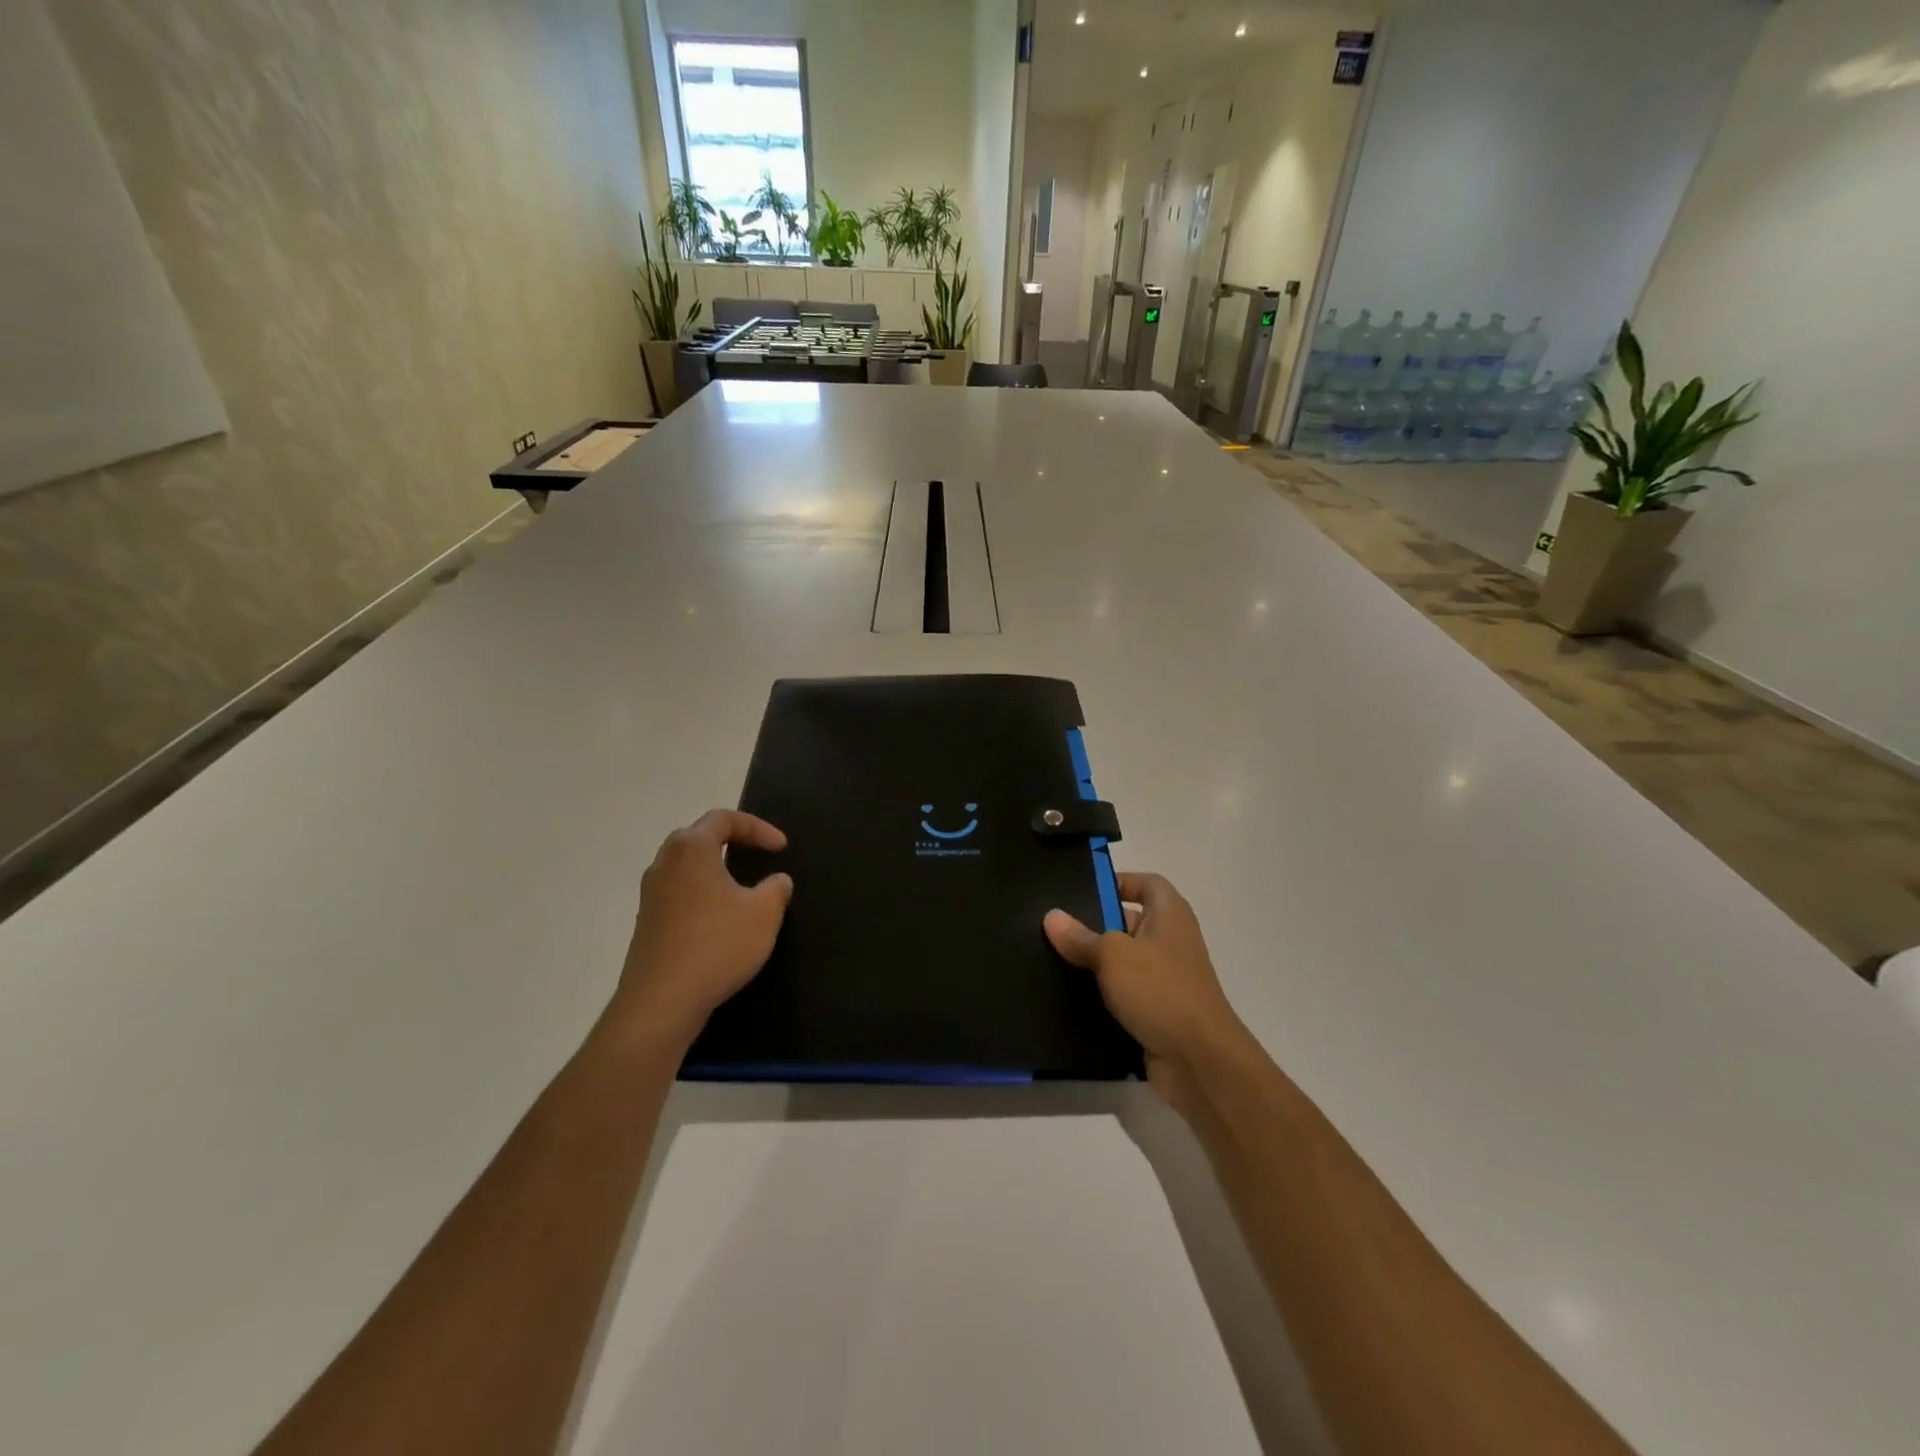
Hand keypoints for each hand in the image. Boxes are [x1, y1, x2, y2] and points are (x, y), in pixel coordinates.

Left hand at [612, 810, 793, 1050]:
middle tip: (757, 856)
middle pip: (698, 837)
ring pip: (686, 867)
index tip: (781, 848)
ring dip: (715, 870)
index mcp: (691, 849)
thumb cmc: (717, 945)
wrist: (661, 1002)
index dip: (757, 828)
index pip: (724, 819)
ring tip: (742, 887)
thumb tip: (776, 881)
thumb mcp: (764, 914)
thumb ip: (776, 889)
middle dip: (731, 841)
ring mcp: (650, 895)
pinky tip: (720, 920)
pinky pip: (678, 894)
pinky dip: (702, 895)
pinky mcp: (647, 924)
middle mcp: (664, 864)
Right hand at [1045, 873, 1249, 1116]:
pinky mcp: (1156, 1012)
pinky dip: (1101, 995)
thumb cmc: (1160, 990)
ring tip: (1051, 958)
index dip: (1118, 881)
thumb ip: (1081, 936)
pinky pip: (1123, 994)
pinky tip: (1068, 996)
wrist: (1199, 1061)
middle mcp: (1170, 941)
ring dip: (1094, 963)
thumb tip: (1052, 916)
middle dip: (1094, 923)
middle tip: (1053, 926)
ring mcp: (1165, 979)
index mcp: (1170, 915)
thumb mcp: (1113, 955)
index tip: (1081, 890)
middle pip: (1129, 921)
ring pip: (1123, 961)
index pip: (1147, 883)